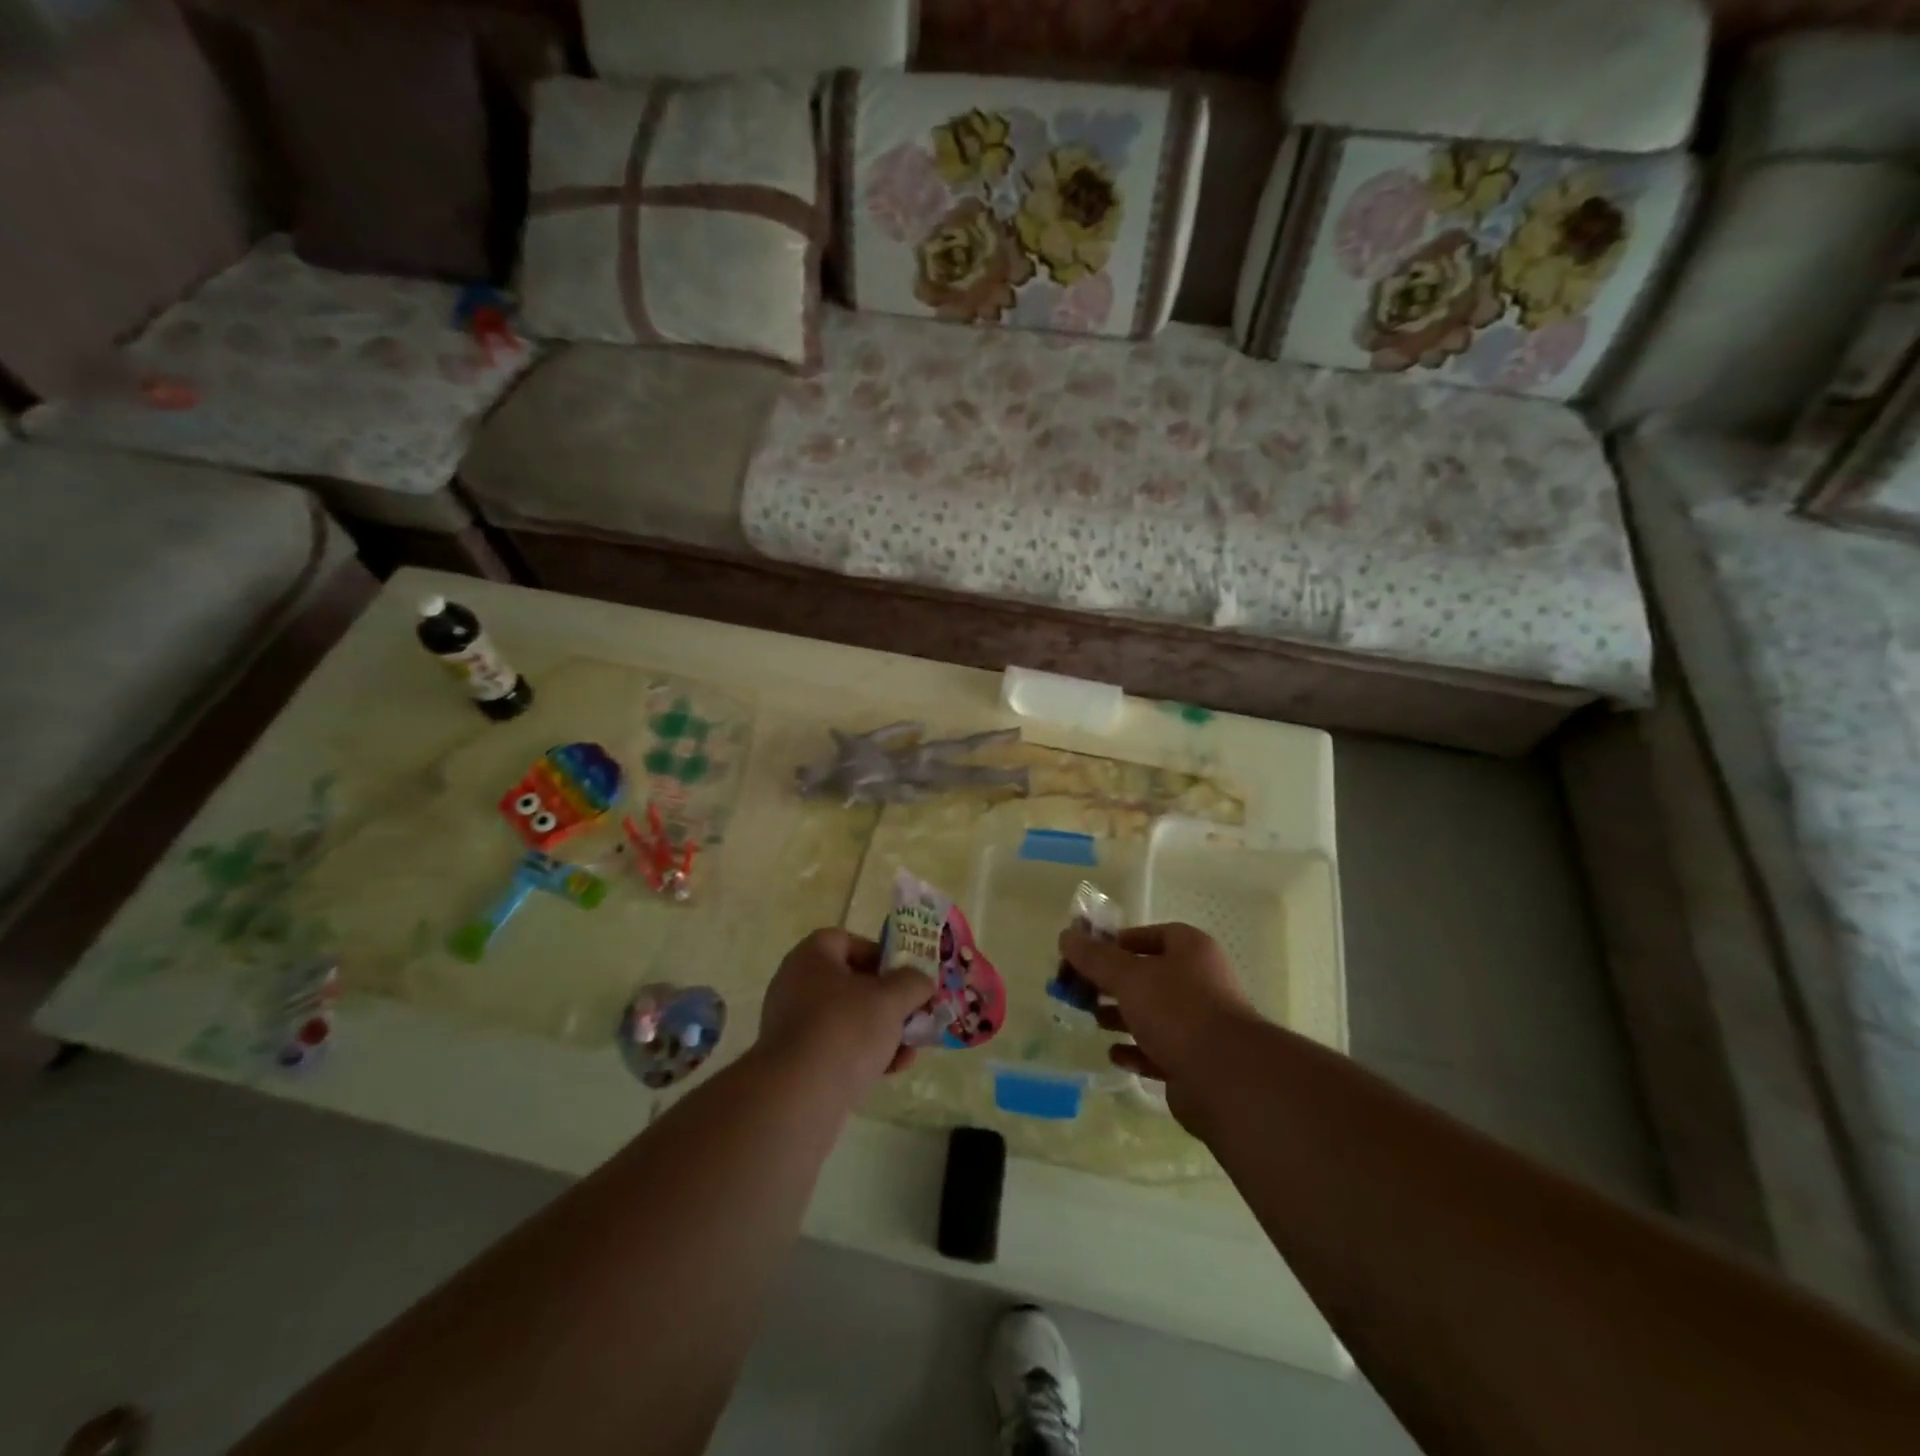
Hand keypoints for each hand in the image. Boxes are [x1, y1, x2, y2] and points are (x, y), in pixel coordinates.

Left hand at [759, 929, 935, 1094]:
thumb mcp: (891, 999)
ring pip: (846, 1019)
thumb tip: (922, 981)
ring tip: (910, 1049)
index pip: (846, 941)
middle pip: (850, 983)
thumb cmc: (846, 1029)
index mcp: (811, 957)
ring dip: (882, 1030)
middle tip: (913, 1013)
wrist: (799, 1096)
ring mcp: (792, 1025)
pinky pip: (835, 1048)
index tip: (904, 975)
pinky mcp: (795, 1062)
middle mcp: (795, 985)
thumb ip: (913, 982)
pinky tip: (891, 1070)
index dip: (879, 953)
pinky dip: (863, 1055)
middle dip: (887, 1000)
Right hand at [1057, 922, 1259, 1122]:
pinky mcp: (1194, 1062)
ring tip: (1092, 1019)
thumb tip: (1065, 936)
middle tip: (1078, 989)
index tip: (1086, 955)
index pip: (1150, 935)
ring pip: (1151, 1014)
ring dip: (1121, 1015)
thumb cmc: (1177, 1011)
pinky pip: (1158, 1050)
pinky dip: (1135, 1050)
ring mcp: (1198, 1024)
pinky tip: (1114, 1054)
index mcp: (1190, 950)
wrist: (1225, 1078)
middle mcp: (1199, 982)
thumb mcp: (1128, 976)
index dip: (1117, 943)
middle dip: (1111, 983)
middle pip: (1146, 976)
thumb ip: (1094, 957)